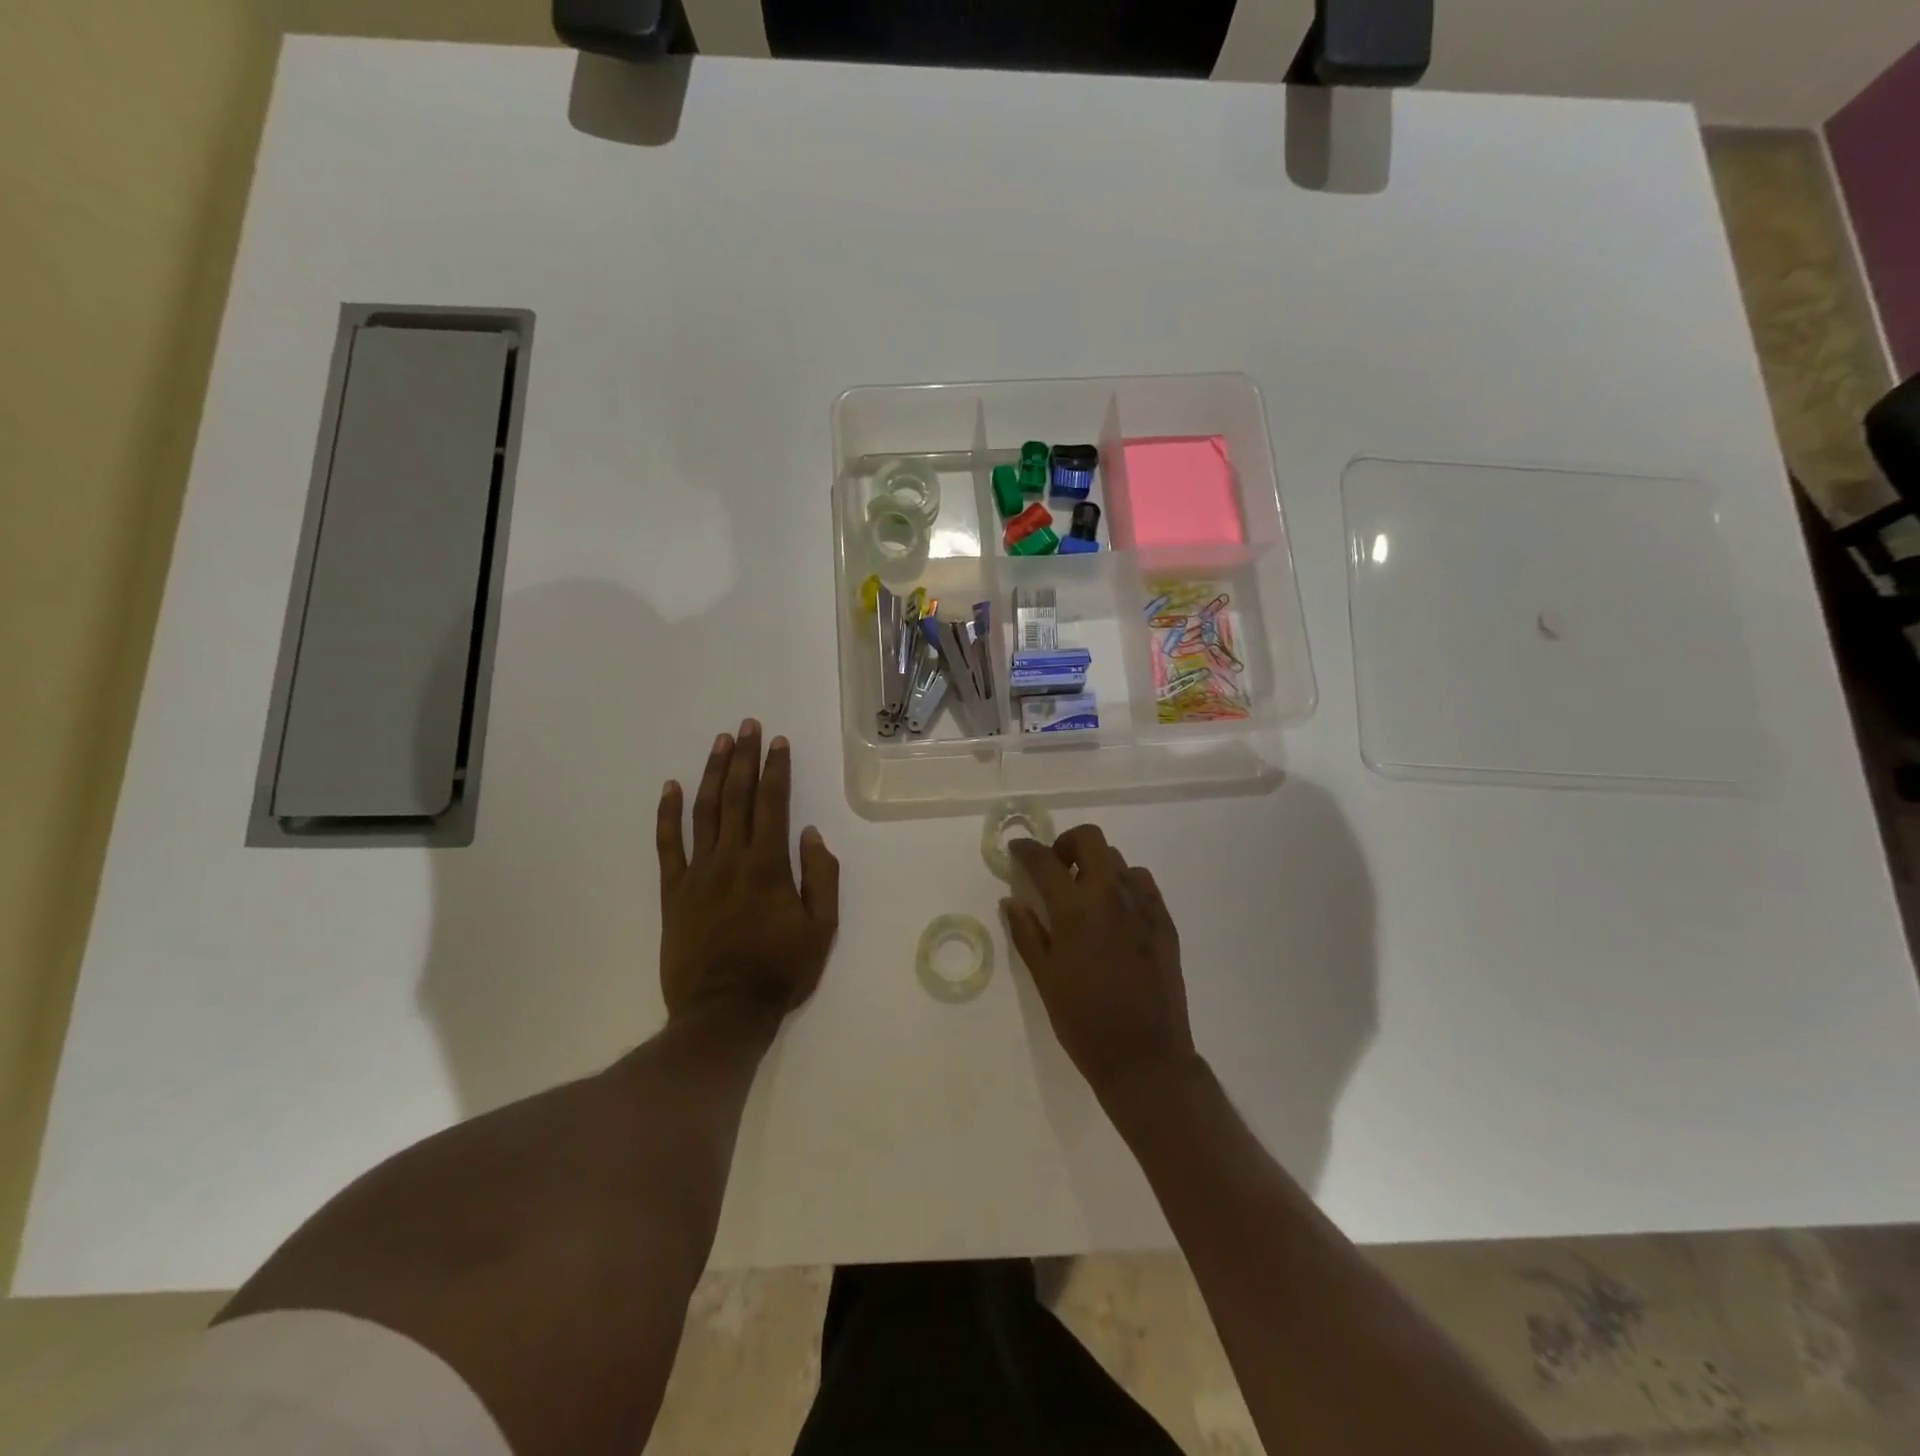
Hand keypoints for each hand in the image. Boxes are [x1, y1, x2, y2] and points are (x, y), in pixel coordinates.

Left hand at [656, 721, 839, 1020]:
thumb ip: (821, 877)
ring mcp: (697, 873)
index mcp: (769, 866)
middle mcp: (731, 859)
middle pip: (737, 797)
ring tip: (719, 743)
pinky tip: (670, 787)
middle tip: (747, 726)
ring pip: (703, 812)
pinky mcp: (673, 892)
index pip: (773, 804)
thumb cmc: (780, 971)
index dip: (775, 769)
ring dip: (712, 774)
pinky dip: (667, 814)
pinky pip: (667, 846)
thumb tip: (811, 834)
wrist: (724, 1011)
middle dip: (743, 758)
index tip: (777, 742)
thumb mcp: (822, 929)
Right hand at [1003, 825, 1197, 1097]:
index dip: (1025, 850)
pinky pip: (1142, 883)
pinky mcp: (1164, 921)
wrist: (1145, 1057)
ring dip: (1096, 866)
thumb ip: (1026, 933)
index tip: (1017, 850)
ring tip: (1085, 896)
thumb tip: (1011, 900)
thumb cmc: (1084, 1021)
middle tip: (1055, 870)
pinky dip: (1123, 884)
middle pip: (1089, 839)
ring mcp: (1143, 906)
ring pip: (1118, 859)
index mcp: (1075, 909)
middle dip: (1066, 844)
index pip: (1044, 861)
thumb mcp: (1045, 978)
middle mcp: (1110, 895)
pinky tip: (1115, 913)